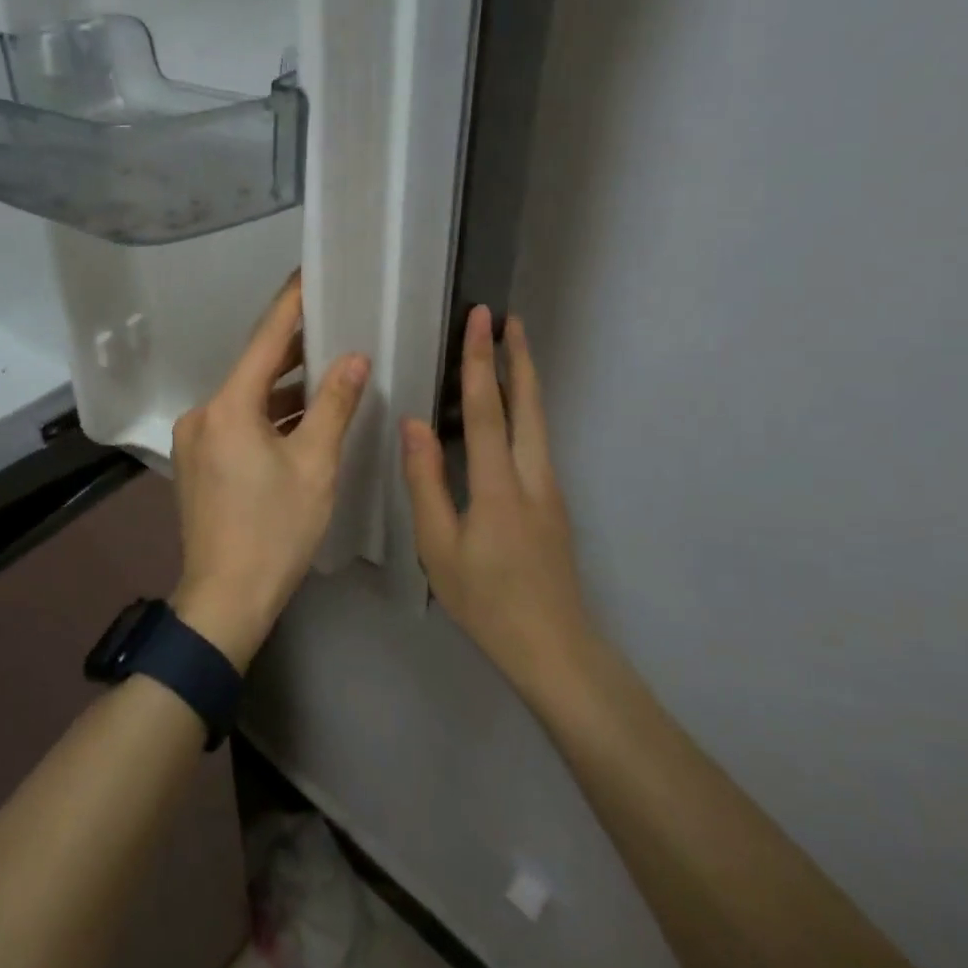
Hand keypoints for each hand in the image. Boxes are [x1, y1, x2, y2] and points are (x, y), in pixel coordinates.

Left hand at [170, 273, 370, 669]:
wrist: (225, 599)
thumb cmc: (275, 531)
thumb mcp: (315, 465)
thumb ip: (334, 405)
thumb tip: (354, 359)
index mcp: (228, 407)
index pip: (265, 341)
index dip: (290, 306)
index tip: (308, 275)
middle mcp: (203, 414)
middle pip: (253, 369)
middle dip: (292, 348)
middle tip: (332, 322)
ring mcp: (195, 440)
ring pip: (245, 398)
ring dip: (282, 387)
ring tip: (326, 367)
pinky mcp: (197, 463)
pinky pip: (236, 422)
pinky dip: (267, 415)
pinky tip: (298, 416)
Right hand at [401, 305, 589, 703]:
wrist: (554, 648)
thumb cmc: (487, 601)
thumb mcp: (439, 547)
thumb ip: (426, 483)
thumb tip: (414, 424)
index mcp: (499, 485)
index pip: (488, 409)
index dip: (481, 361)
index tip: (481, 320)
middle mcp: (532, 476)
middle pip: (529, 404)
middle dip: (519, 357)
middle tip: (508, 319)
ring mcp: (549, 489)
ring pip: (539, 421)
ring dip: (525, 380)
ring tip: (511, 350)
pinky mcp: (552, 503)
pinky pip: (536, 441)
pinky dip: (524, 409)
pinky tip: (510, 411)